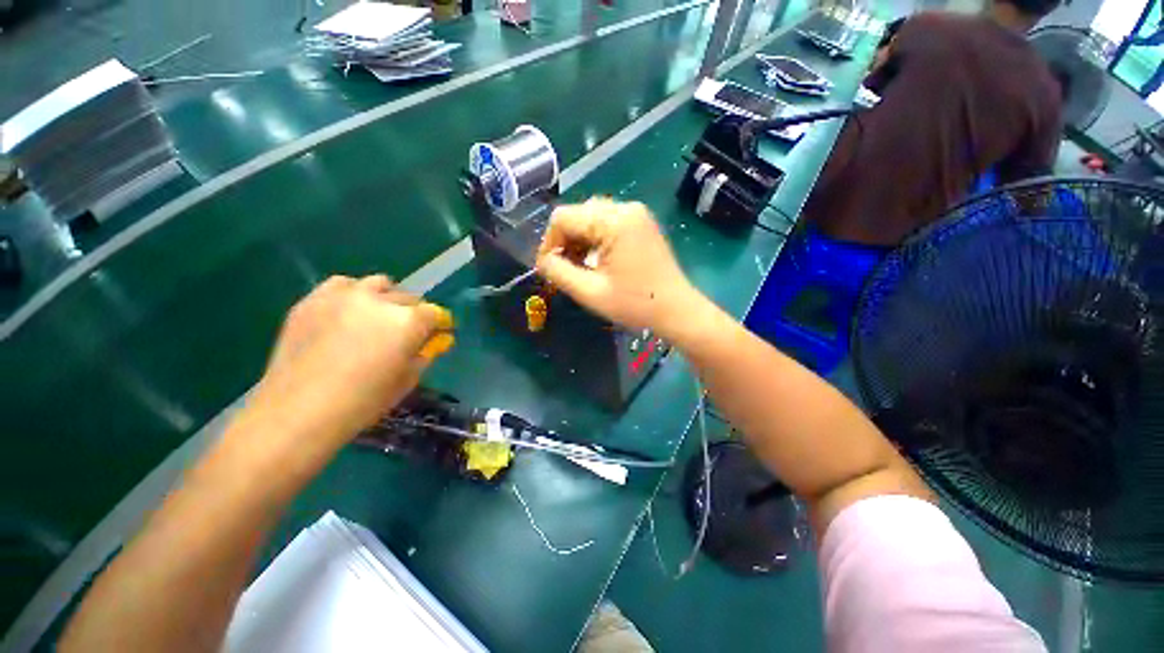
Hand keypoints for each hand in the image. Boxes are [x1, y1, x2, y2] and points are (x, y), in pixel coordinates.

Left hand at [239, 275, 452, 453]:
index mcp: (408, 322)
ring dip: (385, 299)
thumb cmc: (362, 403)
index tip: (437, 334)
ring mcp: (345, 296)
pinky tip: (347, 313)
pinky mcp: (314, 299)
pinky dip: (353, 294)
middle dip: (413, 314)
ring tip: (376, 318)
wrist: (297, 413)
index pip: (435, 313)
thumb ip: (424, 354)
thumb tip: (432, 342)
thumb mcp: (407, 381)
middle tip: (405, 333)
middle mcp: (381, 301)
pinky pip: (343, 285)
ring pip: (378, 284)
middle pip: (409, 298)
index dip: (439, 324)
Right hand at [535, 198, 699, 336]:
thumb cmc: (635, 304)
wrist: (677, 309)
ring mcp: (636, 213)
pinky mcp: (641, 223)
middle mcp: (625, 208)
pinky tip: (596, 260)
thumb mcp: (590, 292)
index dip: (548, 243)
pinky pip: (607, 222)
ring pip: (591, 218)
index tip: (548, 268)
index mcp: (613, 221)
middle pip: (577, 215)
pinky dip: (594, 239)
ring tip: (579, 267)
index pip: (562, 218)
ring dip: (578, 241)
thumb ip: (558, 272)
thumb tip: (542, 260)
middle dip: (564, 242)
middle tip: (564, 270)